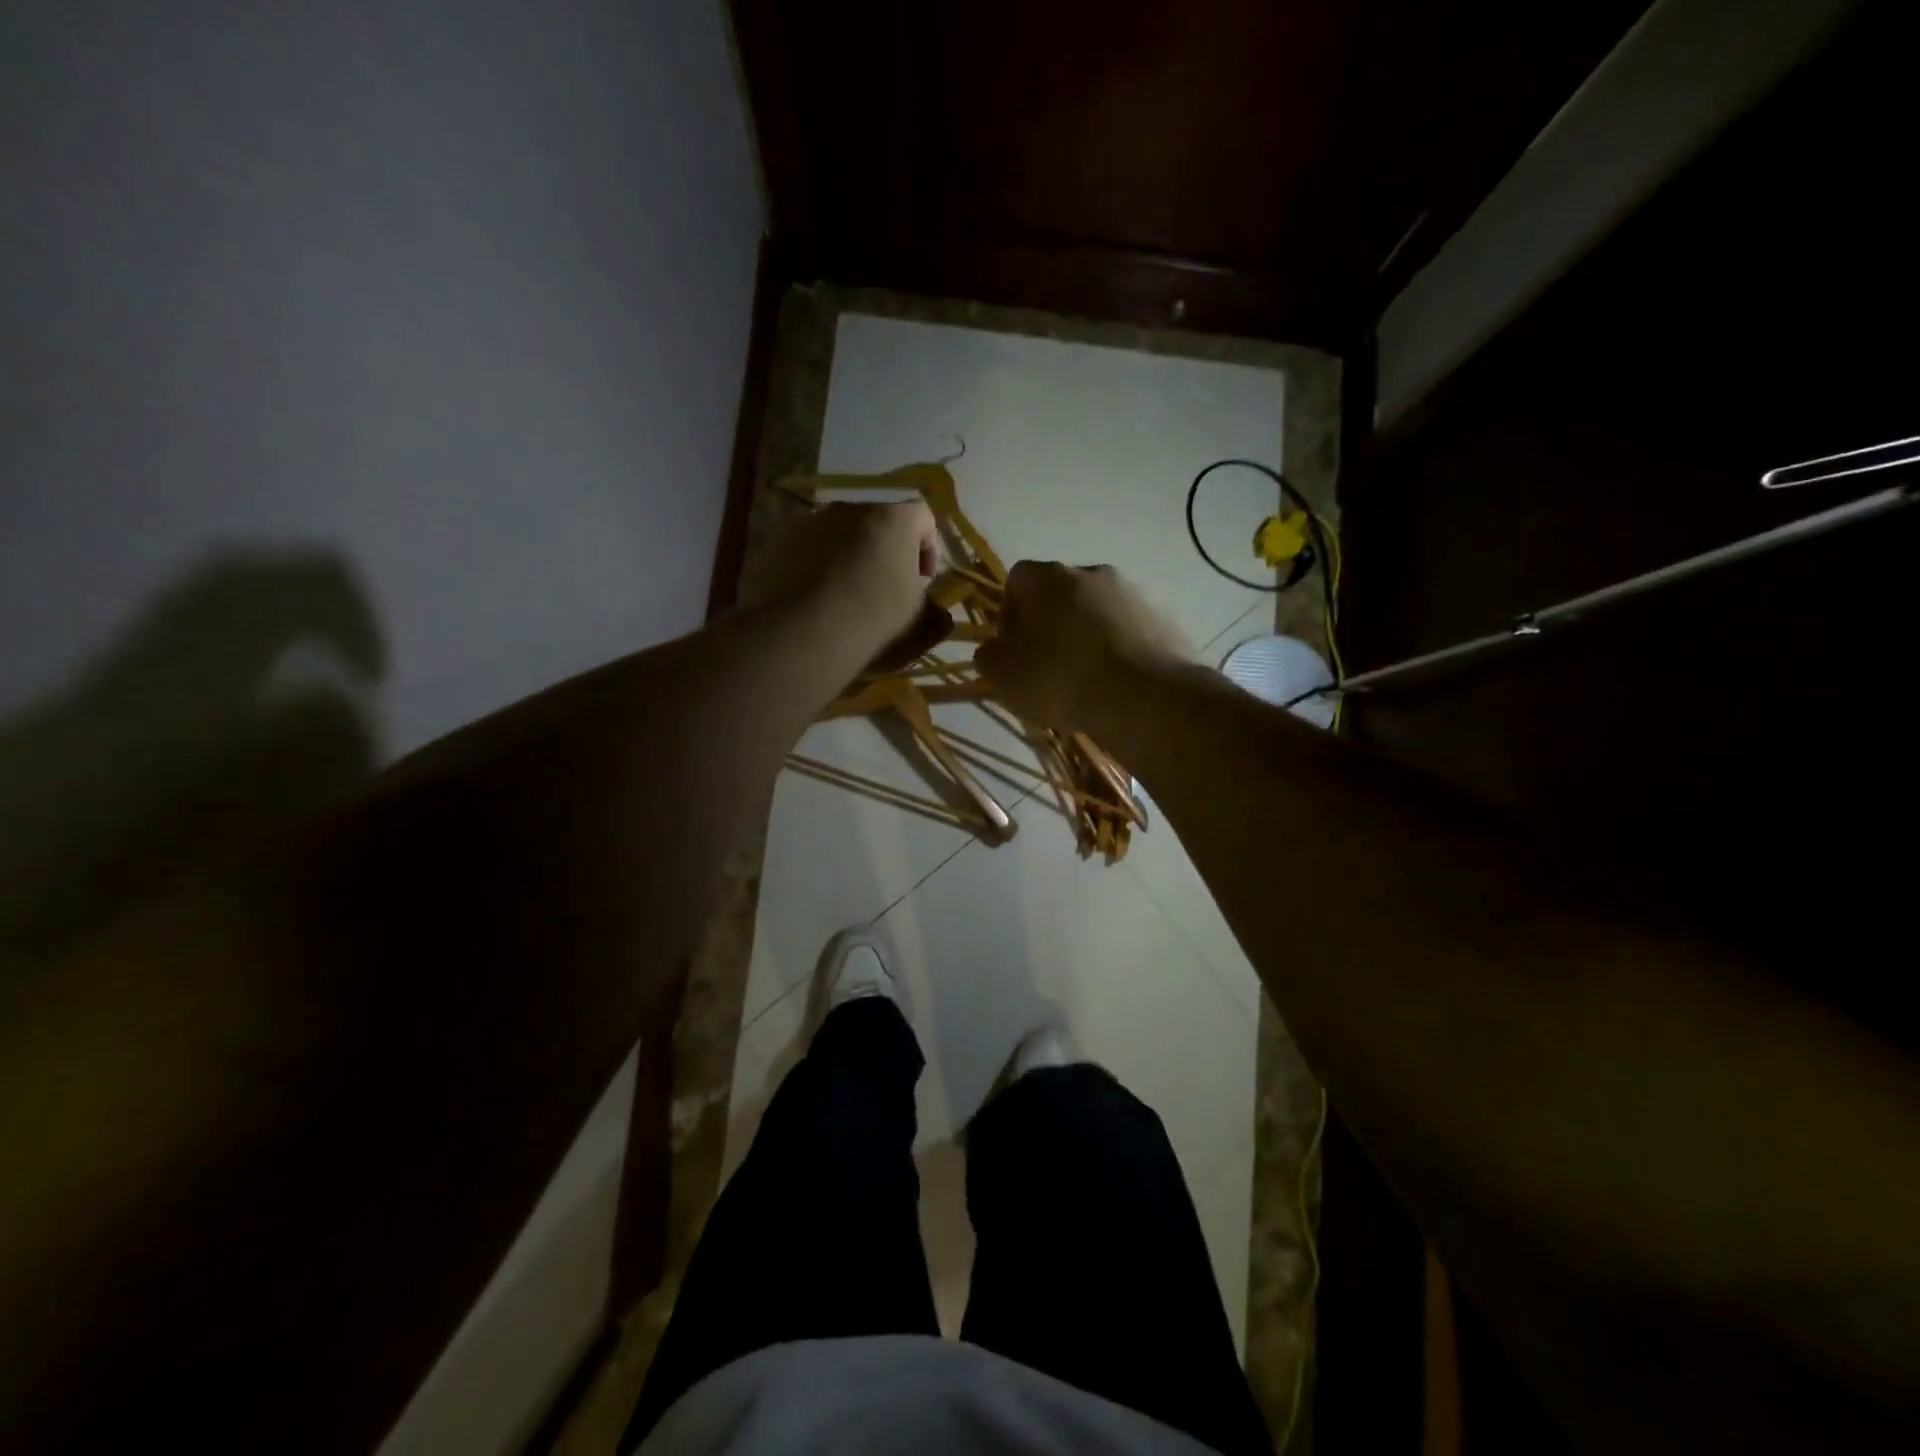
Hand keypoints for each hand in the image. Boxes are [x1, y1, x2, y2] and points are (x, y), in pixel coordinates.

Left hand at [756, 501, 949, 669]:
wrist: (802, 635)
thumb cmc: (875, 622)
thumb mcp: (921, 626)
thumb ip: (937, 614)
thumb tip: (937, 613)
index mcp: (893, 519)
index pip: (923, 517)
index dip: (928, 548)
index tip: (922, 581)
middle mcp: (851, 508)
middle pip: (878, 522)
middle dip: (886, 551)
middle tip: (885, 589)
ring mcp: (810, 522)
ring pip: (840, 535)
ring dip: (849, 557)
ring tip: (845, 597)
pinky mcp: (778, 542)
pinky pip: (807, 549)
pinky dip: (816, 567)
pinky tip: (815, 601)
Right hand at [976, 561, 1195, 730]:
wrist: (1148, 698)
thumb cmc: (1064, 680)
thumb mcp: (1007, 678)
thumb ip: (990, 658)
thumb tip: (992, 650)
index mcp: (1049, 578)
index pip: (1017, 579)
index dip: (1010, 612)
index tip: (1014, 647)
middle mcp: (1092, 572)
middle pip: (1061, 591)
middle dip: (1051, 622)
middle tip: (1049, 663)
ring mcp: (1134, 591)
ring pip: (1099, 608)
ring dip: (1089, 632)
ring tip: (1088, 676)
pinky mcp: (1165, 615)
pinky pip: (1131, 626)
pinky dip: (1122, 645)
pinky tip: (1120, 679)